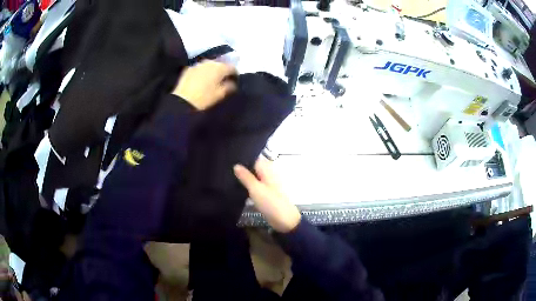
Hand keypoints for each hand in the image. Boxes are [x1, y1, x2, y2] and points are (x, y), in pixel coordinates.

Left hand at [173, 60, 236, 109]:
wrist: (183, 101)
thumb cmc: (204, 98)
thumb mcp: (220, 94)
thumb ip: (229, 86)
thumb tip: (232, 83)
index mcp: (220, 68)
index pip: (232, 67)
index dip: (234, 74)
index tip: (234, 80)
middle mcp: (210, 62)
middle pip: (220, 64)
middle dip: (222, 71)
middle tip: (222, 80)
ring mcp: (198, 64)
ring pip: (208, 65)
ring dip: (211, 70)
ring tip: (211, 79)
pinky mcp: (188, 68)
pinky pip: (199, 68)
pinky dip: (201, 72)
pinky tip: (200, 80)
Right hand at [234, 157, 300, 232]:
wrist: (284, 220)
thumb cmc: (271, 202)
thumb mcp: (255, 189)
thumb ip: (246, 177)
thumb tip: (236, 165)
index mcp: (268, 170)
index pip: (255, 158)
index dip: (244, 157)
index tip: (230, 157)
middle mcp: (268, 175)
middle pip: (254, 167)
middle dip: (242, 167)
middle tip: (226, 166)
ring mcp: (268, 185)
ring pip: (254, 177)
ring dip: (244, 177)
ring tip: (228, 176)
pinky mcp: (266, 195)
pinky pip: (255, 187)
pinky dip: (248, 186)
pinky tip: (238, 187)